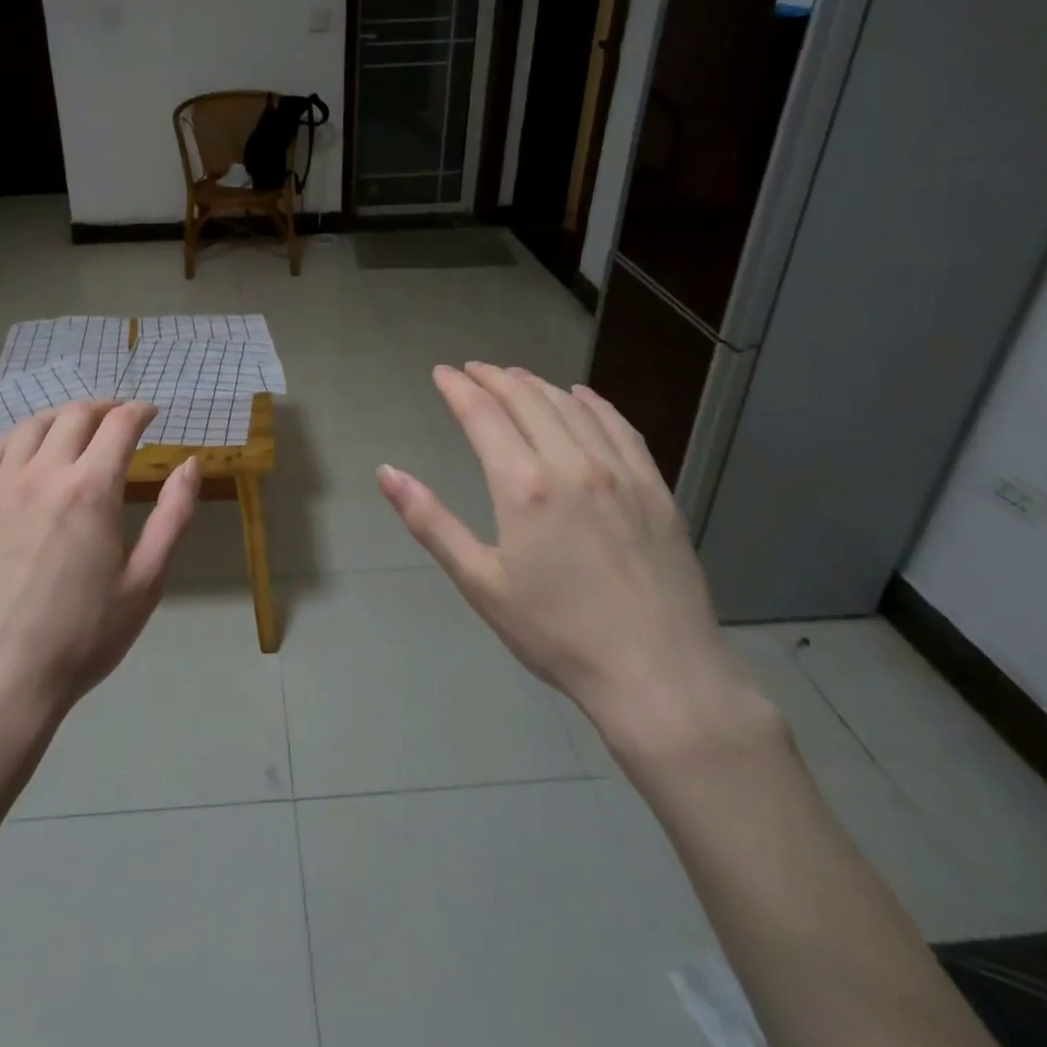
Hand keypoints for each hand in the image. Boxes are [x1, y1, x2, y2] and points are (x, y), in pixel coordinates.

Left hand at [0, 401, 200, 739]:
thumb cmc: (81, 636)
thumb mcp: (146, 581)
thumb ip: (173, 516)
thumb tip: (189, 465)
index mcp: (90, 489)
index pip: (119, 424)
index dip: (139, 411)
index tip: (151, 414)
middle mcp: (43, 474)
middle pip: (75, 415)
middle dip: (104, 407)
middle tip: (119, 418)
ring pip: (31, 425)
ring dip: (61, 416)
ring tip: (77, 428)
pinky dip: (19, 438)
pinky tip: (28, 451)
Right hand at [377, 364, 770, 762]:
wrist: (660, 675)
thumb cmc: (556, 633)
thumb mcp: (480, 582)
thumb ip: (430, 521)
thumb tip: (386, 472)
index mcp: (524, 485)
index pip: (483, 414)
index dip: (458, 388)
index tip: (441, 372)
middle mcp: (572, 464)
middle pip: (527, 399)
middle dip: (494, 377)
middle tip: (472, 370)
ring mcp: (620, 472)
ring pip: (572, 407)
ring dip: (538, 384)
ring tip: (515, 376)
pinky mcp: (655, 489)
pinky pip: (621, 427)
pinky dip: (594, 403)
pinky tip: (582, 396)